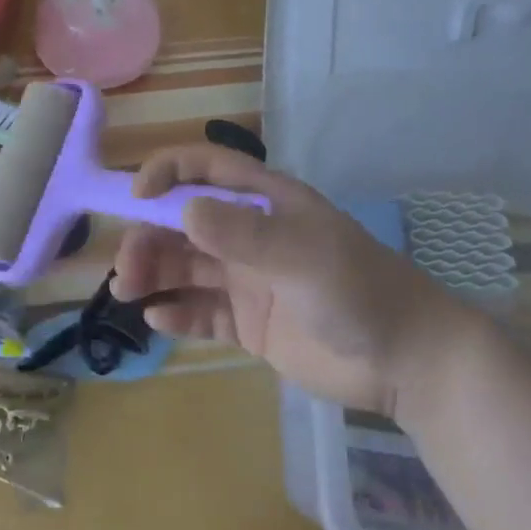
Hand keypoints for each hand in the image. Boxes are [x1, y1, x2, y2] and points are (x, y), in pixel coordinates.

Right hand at [112, 144, 491, 416]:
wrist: (404, 360)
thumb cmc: (358, 291)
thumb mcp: (302, 256)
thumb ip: (243, 234)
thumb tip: (181, 209)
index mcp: (266, 204)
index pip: (207, 170)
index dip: (168, 173)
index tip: (134, 196)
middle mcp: (251, 236)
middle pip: (184, 224)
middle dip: (149, 238)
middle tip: (126, 270)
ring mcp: (248, 280)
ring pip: (186, 267)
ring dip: (153, 273)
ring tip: (128, 292)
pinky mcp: (248, 323)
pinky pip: (201, 311)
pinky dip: (177, 312)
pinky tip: (159, 319)